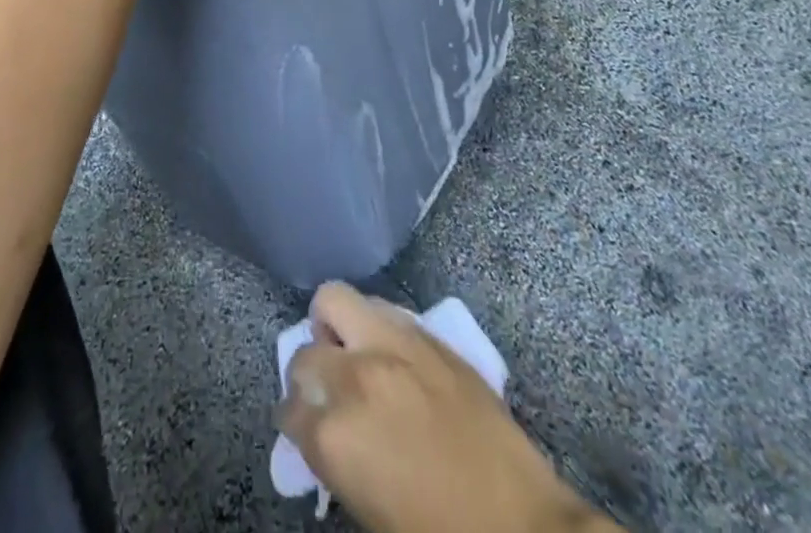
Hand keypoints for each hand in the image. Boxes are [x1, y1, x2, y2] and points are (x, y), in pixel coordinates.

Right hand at [278, 285, 621, 532]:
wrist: (522, 528)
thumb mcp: (369, 512)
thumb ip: (336, 460)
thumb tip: (323, 433)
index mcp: (335, 436)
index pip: (288, 411)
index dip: (295, 423)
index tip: (304, 429)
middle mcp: (354, 378)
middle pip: (305, 353)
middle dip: (308, 376)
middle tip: (326, 395)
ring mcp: (391, 346)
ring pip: (334, 300)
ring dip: (334, 328)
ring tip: (351, 353)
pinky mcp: (425, 335)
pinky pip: (381, 308)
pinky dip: (371, 323)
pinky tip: (387, 352)